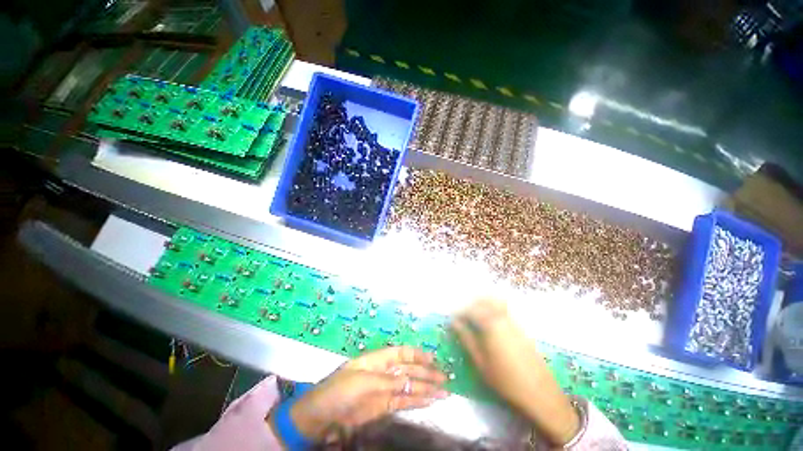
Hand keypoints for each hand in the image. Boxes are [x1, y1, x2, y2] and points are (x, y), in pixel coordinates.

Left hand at [279, 347, 447, 442]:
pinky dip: (417, 401)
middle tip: (445, 378)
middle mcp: (384, 371)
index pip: (401, 353)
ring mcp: (384, 389)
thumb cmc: (340, 390)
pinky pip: (403, 401)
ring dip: (426, 388)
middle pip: (409, 370)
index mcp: (377, 359)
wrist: (321, 416)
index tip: (434, 358)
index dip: (417, 354)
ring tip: (444, 391)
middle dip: (427, 373)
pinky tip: (430, 401)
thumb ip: (388, 381)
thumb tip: (411, 381)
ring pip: (409, 386)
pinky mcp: (383, 406)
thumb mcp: (364, 381)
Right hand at [452, 298, 578, 445]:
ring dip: (483, 303)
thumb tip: (454, 323)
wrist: (539, 392)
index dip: (459, 312)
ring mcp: (514, 321)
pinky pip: (505, 310)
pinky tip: (490, 323)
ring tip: (475, 316)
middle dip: (471, 303)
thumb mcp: (480, 361)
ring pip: (496, 302)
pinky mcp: (521, 328)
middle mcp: (502, 317)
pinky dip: (494, 309)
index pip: (470, 309)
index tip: (452, 319)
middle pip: (484, 299)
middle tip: (463, 314)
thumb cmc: (505, 379)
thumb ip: (466, 338)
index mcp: (490, 324)